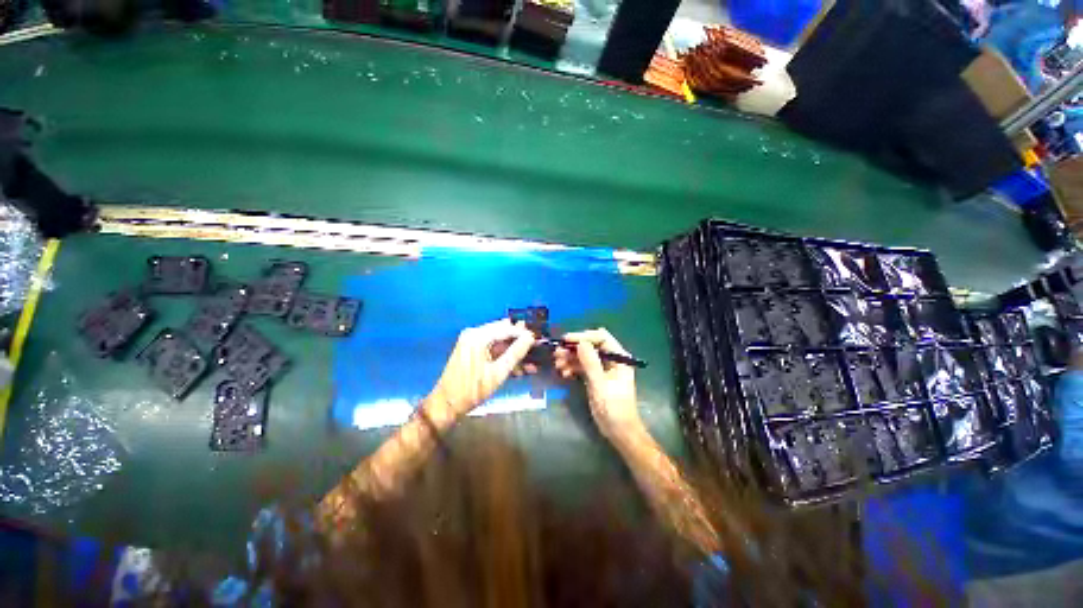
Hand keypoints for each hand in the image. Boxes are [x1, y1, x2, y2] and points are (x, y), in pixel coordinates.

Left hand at [427, 319, 535, 418]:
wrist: (447, 403)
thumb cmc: (472, 389)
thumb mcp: (498, 373)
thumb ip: (515, 353)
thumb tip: (531, 337)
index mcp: (478, 336)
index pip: (507, 328)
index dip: (525, 334)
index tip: (540, 341)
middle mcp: (473, 334)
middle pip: (503, 333)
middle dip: (520, 343)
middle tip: (538, 352)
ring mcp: (470, 343)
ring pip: (498, 343)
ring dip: (513, 353)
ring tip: (531, 365)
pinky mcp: (470, 353)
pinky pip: (491, 350)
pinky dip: (503, 358)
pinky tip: (517, 370)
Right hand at [554, 328, 642, 441]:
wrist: (619, 430)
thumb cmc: (613, 409)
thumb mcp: (600, 385)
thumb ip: (590, 363)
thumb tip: (580, 343)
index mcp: (620, 359)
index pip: (601, 338)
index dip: (583, 337)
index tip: (565, 341)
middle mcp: (613, 361)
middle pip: (592, 346)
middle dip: (574, 348)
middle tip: (556, 354)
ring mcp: (605, 370)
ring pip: (586, 357)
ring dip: (571, 359)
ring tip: (557, 365)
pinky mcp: (597, 379)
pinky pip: (584, 368)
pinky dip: (574, 368)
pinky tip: (564, 373)